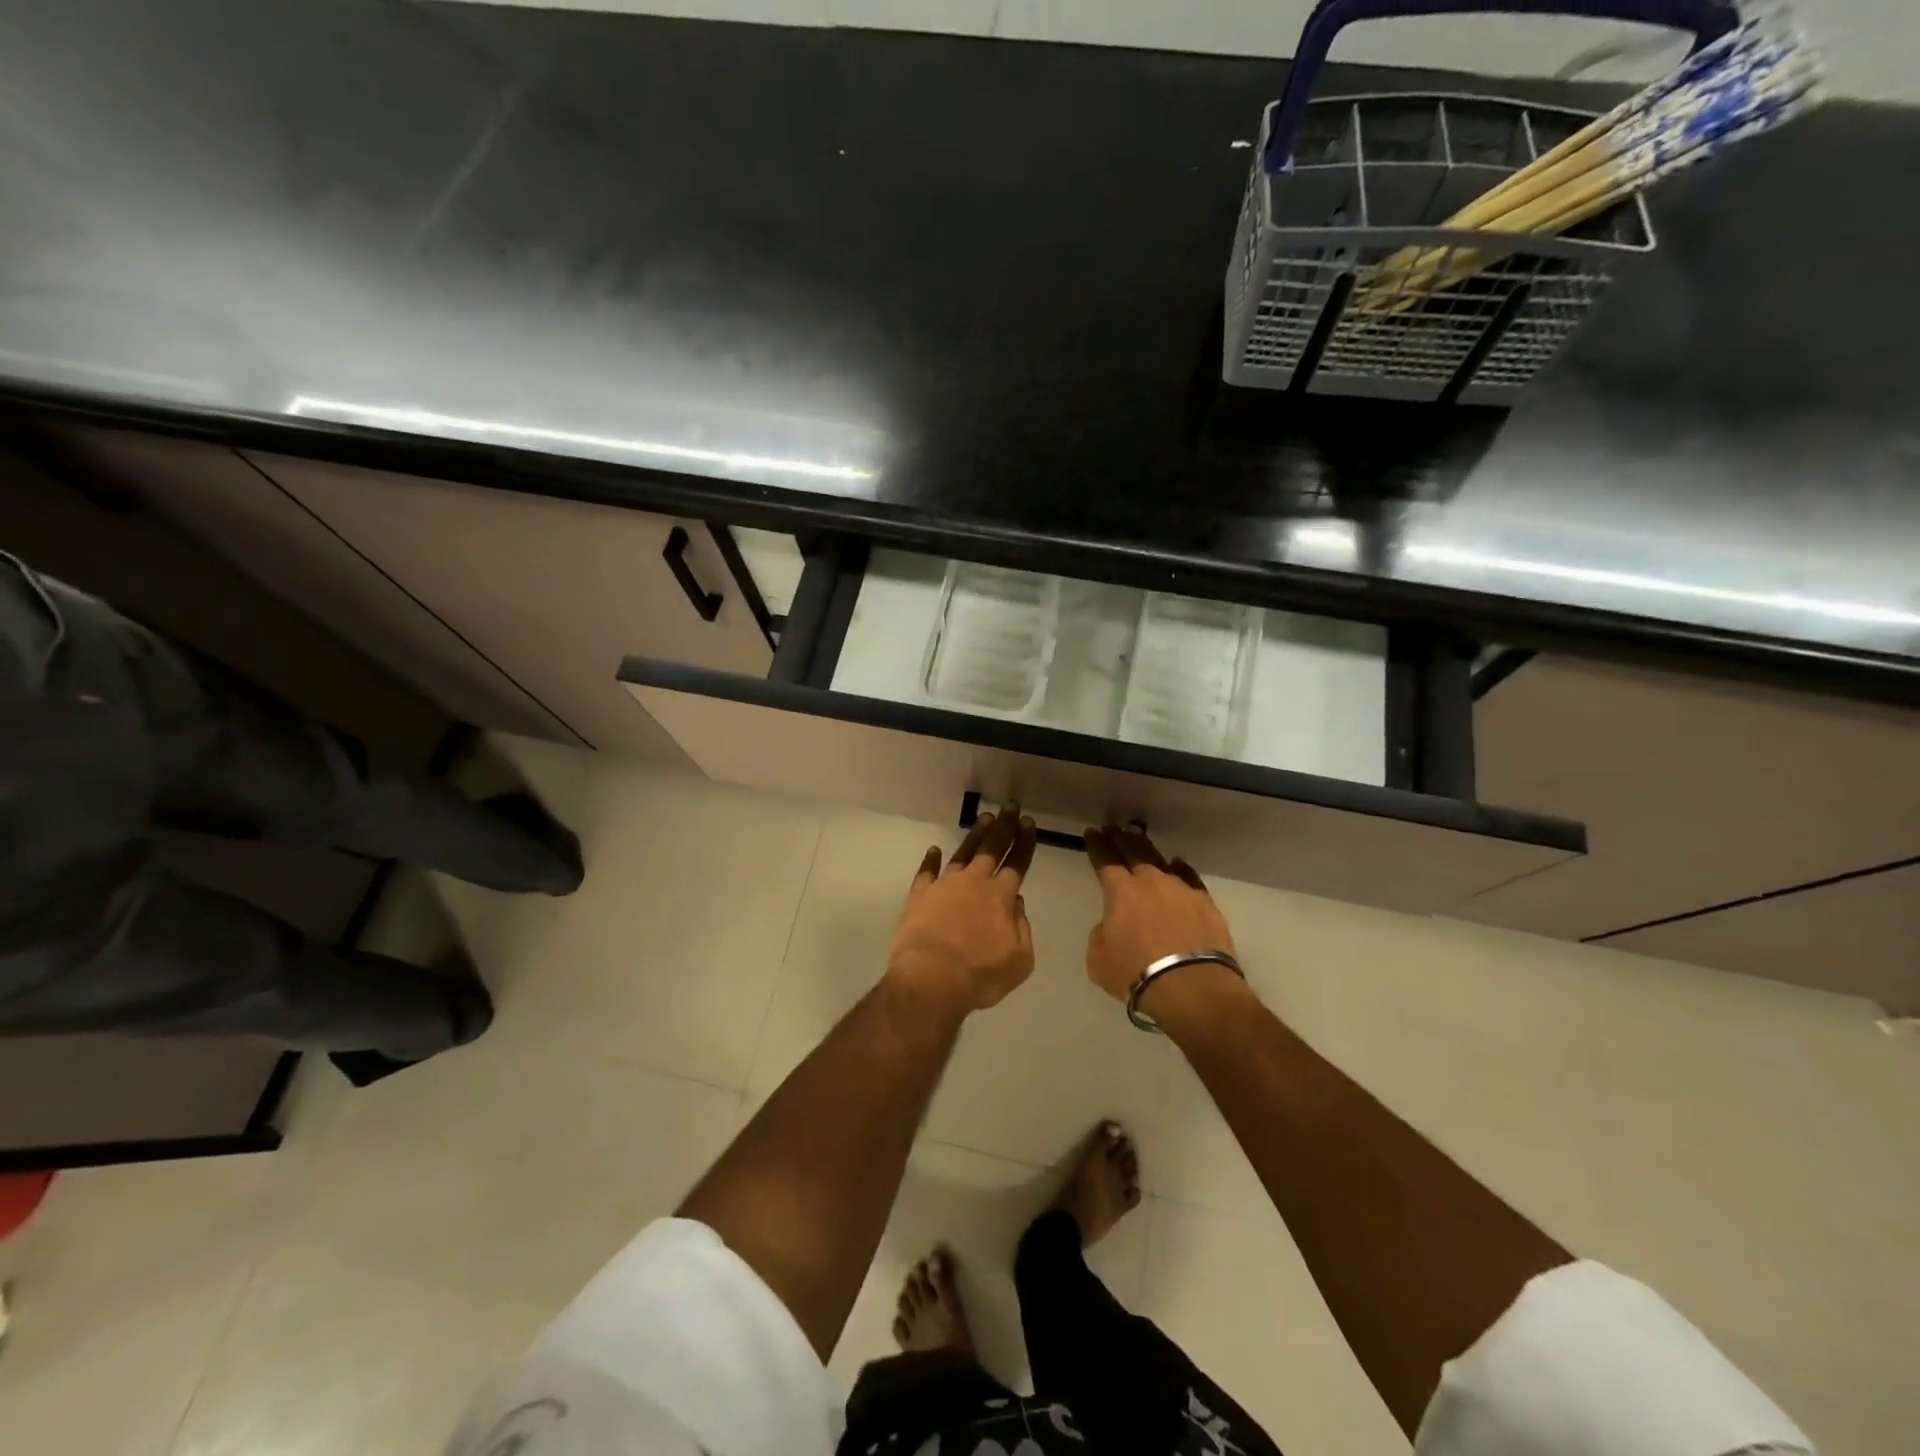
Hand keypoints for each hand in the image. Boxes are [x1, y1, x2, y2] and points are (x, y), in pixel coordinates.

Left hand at [887, 808, 1038, 1012]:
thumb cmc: (981, 975)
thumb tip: (1015, 903)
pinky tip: (934, 850)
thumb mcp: (1020, 959)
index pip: (1018, 862)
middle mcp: (974, 883)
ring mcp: (944, 885)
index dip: (1024, 841)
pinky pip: (926, 872)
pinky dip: (930, 860)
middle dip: (1004, 827)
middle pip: (992, 848)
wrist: (932, 979)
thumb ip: (1021, 928)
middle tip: (1010, 807)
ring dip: (975, 835)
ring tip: (984, 819)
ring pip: (963, 853)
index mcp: (1001, 896)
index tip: (1028, 823)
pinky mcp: (919, 895)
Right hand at [1083, 826, 1237, 1004]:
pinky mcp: (1206, 904)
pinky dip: (1180, 870)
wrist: (1191, 988)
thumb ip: (1101, 934)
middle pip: (1134, 852)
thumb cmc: (1136, 973)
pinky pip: (1189, 878)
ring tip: (1140, 839)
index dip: (1097, 845)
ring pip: (1161, 862)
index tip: (1092, 832)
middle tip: (1114, 828)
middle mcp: (1151, 882)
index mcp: (1121, 892)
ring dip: (1147, 849)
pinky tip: (1177, 864)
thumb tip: (1113, 925)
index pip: (1105, 860)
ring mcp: (1182, 890)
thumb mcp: (1098, 958)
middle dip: (1121, 839)